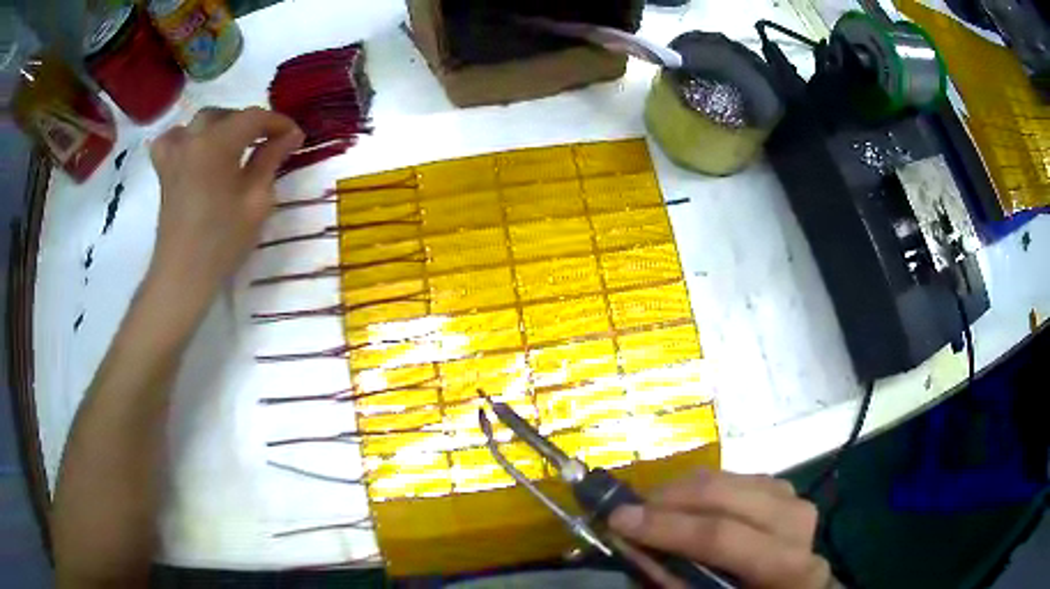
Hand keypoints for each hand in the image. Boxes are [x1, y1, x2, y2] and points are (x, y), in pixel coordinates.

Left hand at [148, 107, 302, 301]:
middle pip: (227, 115)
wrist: (183, 276)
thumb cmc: (223, 242)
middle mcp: (193, 139)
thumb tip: (289, 135)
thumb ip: (270, 160)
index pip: (253, 117)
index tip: (296, 136)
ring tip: (234, 143)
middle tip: (269, 143)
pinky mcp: (164, 170)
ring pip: (201, 122)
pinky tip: (194, 148)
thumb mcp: (256, 201)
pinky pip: (172, 139)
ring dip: (222, 126)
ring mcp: (174, 153)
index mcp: (216, 144)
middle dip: (251, 123)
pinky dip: (186, 137)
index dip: (278, 123)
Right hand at [609, 469, 831, 588]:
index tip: (618, 519)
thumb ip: (671, 578)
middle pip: (730, 497)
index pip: (723, 537)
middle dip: (672, 499)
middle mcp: (799, 525)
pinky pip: (740, 478)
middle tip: (630, 508)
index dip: (668, 528)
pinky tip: (688, 502)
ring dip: (686, 489)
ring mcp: (796, 501)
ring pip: (735, 480)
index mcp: (788, 568)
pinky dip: (708, 486)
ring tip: (653, 505)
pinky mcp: (786, 491)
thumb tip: (629, 542)